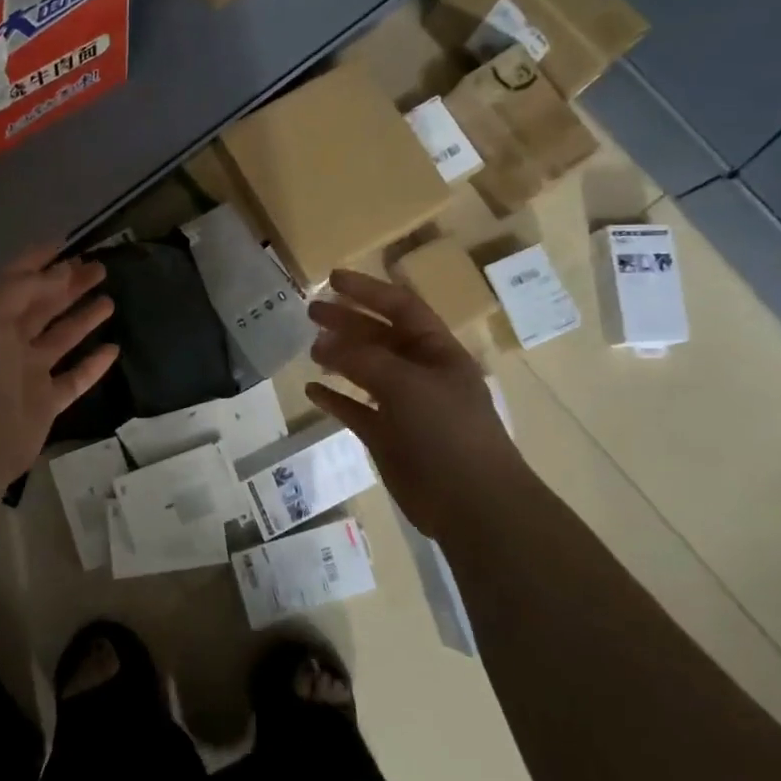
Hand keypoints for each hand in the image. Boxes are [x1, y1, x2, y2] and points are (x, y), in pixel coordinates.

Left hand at [0, 244, 119, 485]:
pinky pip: (75, 378)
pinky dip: (93, 364)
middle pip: (44, 307)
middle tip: (99, 268)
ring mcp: (29, 374)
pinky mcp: (47, 402)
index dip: (37, 261)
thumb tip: (61, 272)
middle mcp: (9, 343)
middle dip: (68, 285)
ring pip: (62, 339)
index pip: (16, 282)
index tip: (65, 243)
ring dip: (83, 319)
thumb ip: (25, 289)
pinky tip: (113, 349)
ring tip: (109, 300)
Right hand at [306, 269, 524, 536]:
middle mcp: (420, 373)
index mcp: (437, 351)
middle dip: (347, 321)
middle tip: (310, 311)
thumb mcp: (407, 384)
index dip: (367, 290)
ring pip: (365, 372)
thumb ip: (364, 359)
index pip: (400, 307)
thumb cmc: (447, 430)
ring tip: (310, 349)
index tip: (332, 278)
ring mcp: (403, 406)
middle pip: (379, 337)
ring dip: (339, 358)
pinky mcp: (387, 436)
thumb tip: (324, 344)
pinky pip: (356, 410)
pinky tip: (311, 390)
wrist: (470, 501)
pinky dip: (335, 399)